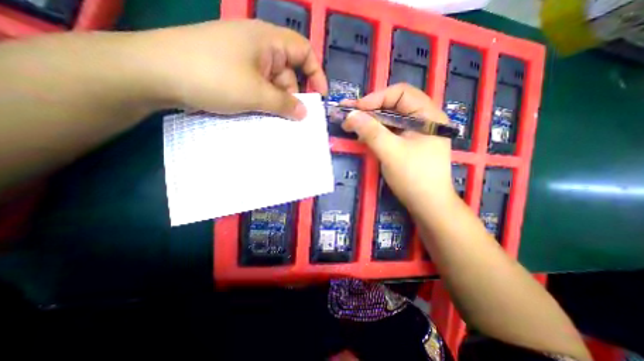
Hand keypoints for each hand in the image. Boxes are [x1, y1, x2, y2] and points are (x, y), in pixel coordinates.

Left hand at [129, 20, 327, 118]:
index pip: (303, 51)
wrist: (154, 73)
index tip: (320, 96)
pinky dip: (263, 101)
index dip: (316, 73)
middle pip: (288, 71)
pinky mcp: (233, 72)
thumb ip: (284, 104)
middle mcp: (258, 46)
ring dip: (276, 101)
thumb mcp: (256, 93)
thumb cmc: (214, 77)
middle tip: (292, 117)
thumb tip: (305, 113)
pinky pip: (258, 87)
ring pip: (272, 83)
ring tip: (274, 119)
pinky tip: (261, 113)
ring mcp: (244, 60)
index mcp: (267, 40)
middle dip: (292, 94)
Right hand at [342, 84, 457, 214]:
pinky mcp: (408, 144)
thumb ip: (371, 132)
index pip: (401, 93)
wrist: (428, 205)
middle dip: (369, 110)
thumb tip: (350, 115)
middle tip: (348, 115)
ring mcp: (415, 132)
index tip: (356, 109)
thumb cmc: (414, 177)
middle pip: (394, 105)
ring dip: (370, 121)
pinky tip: (362, 135)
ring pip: (390, 119)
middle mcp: (423, 119)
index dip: (376, 98)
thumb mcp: (391, 152)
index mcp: (427, 115)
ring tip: (350, 125)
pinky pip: (390, 132)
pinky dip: (375, 132)